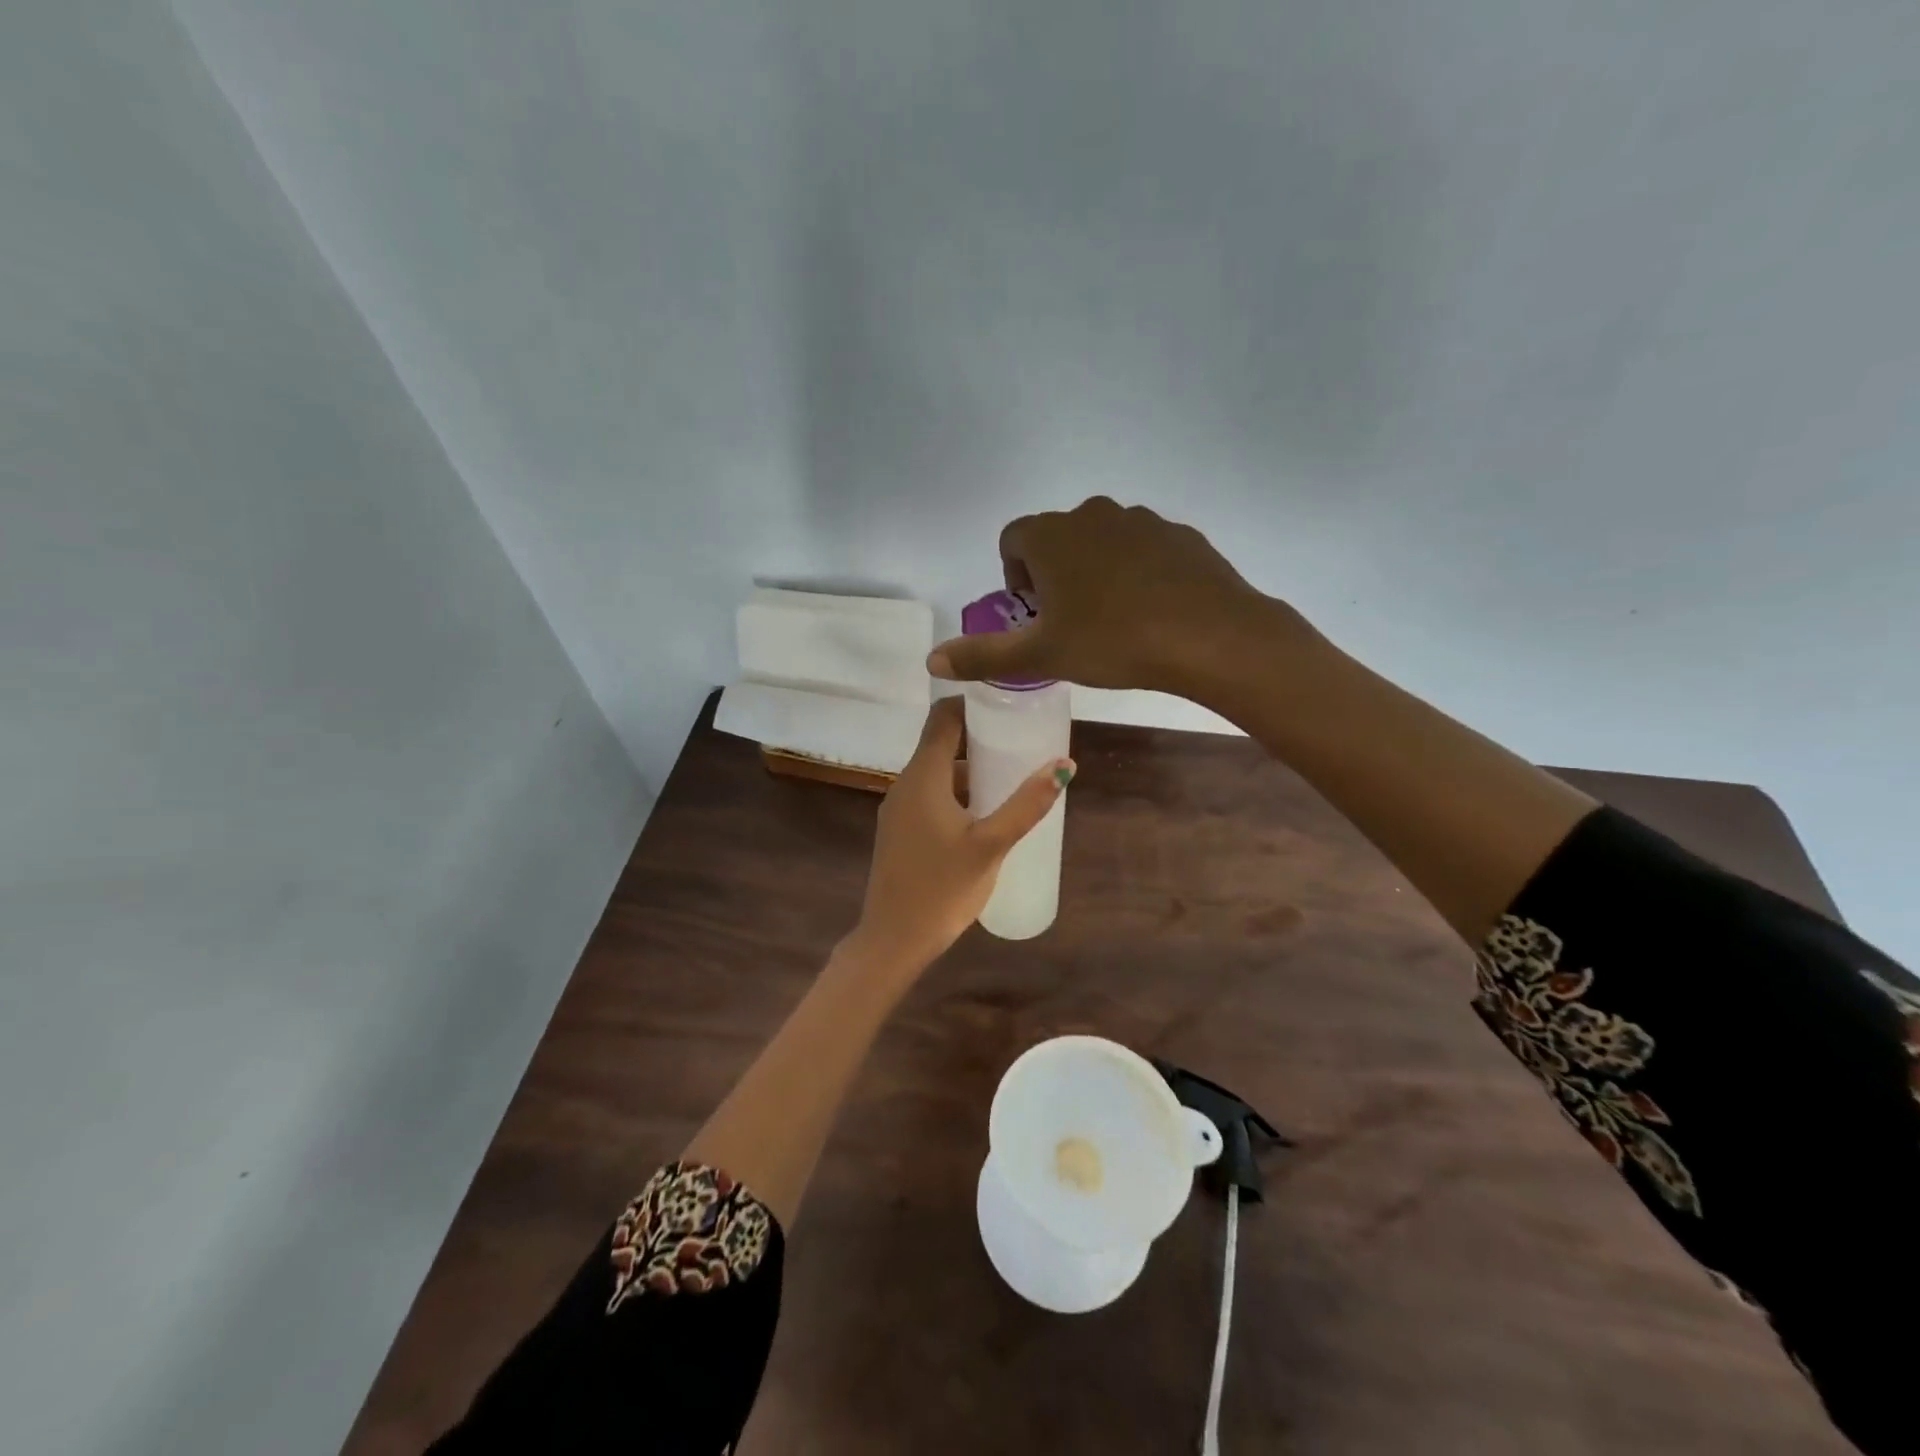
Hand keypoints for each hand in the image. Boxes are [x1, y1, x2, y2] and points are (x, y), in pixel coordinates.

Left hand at [845, 697, 1073, 974]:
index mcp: (923, 777)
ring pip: (937, 772)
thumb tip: (1064, 766)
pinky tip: (985, 812)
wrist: (893, 939)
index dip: (973, 703)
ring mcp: (899, 809)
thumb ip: (1027, 804)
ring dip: (970, 767)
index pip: (942, 717)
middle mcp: (905, 784)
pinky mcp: (899, 831)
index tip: (1008, 702)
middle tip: (1021, 739)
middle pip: (940, 742)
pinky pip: (930, 795)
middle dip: (979, 736)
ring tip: (1011, 775)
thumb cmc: (942, 889)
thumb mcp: (991, 845)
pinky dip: (957, 791)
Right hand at [926, 496, 1307, 700]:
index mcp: (1052, 536)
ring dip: (1095, 573)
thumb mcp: (1042, 655)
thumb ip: (984, 655)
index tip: (1035, 615)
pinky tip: (1152, 611)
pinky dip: (1137, 573)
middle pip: (1057, 540)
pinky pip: (1143, 550)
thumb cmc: (1113, 641)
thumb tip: (931, 660)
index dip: (1015, 578)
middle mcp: (1092, 514)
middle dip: (1054, 576)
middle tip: (1071, 623)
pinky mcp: (1180, 534)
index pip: (1012, 541)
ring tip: (1113, 621)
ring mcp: (1141, 520)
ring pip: (1101, 543)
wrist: (1211, 636)